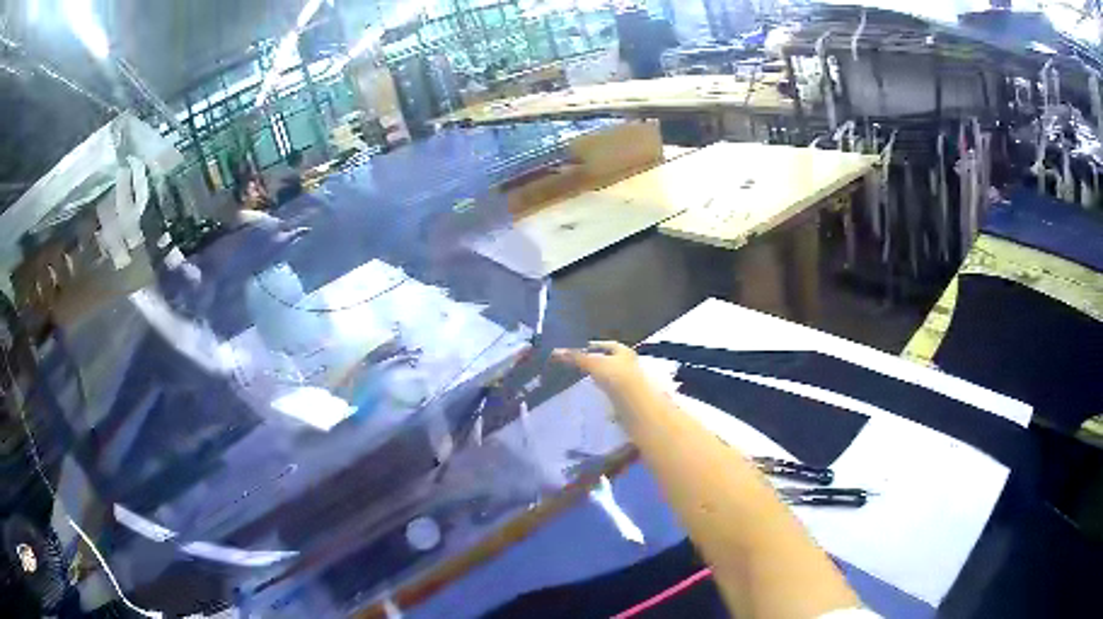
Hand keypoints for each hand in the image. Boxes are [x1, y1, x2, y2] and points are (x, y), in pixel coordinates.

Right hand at [552, 341, 648, 399]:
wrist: (633, 402)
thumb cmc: (615, 376)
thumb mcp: (592, 364)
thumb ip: (575, 357)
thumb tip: (555, 351)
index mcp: (623, 350)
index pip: (606, 344)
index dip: (592, 346)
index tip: (579, 349)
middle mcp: (629, 362)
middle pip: (609, 359)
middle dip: (596, 361)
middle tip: (579, 364)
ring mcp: (629, 379)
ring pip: (611, 374)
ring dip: (600, 375)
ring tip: (585, 378)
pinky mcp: (627, 395)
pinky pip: (612, 388)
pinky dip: (604, 388)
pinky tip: (596, 391)